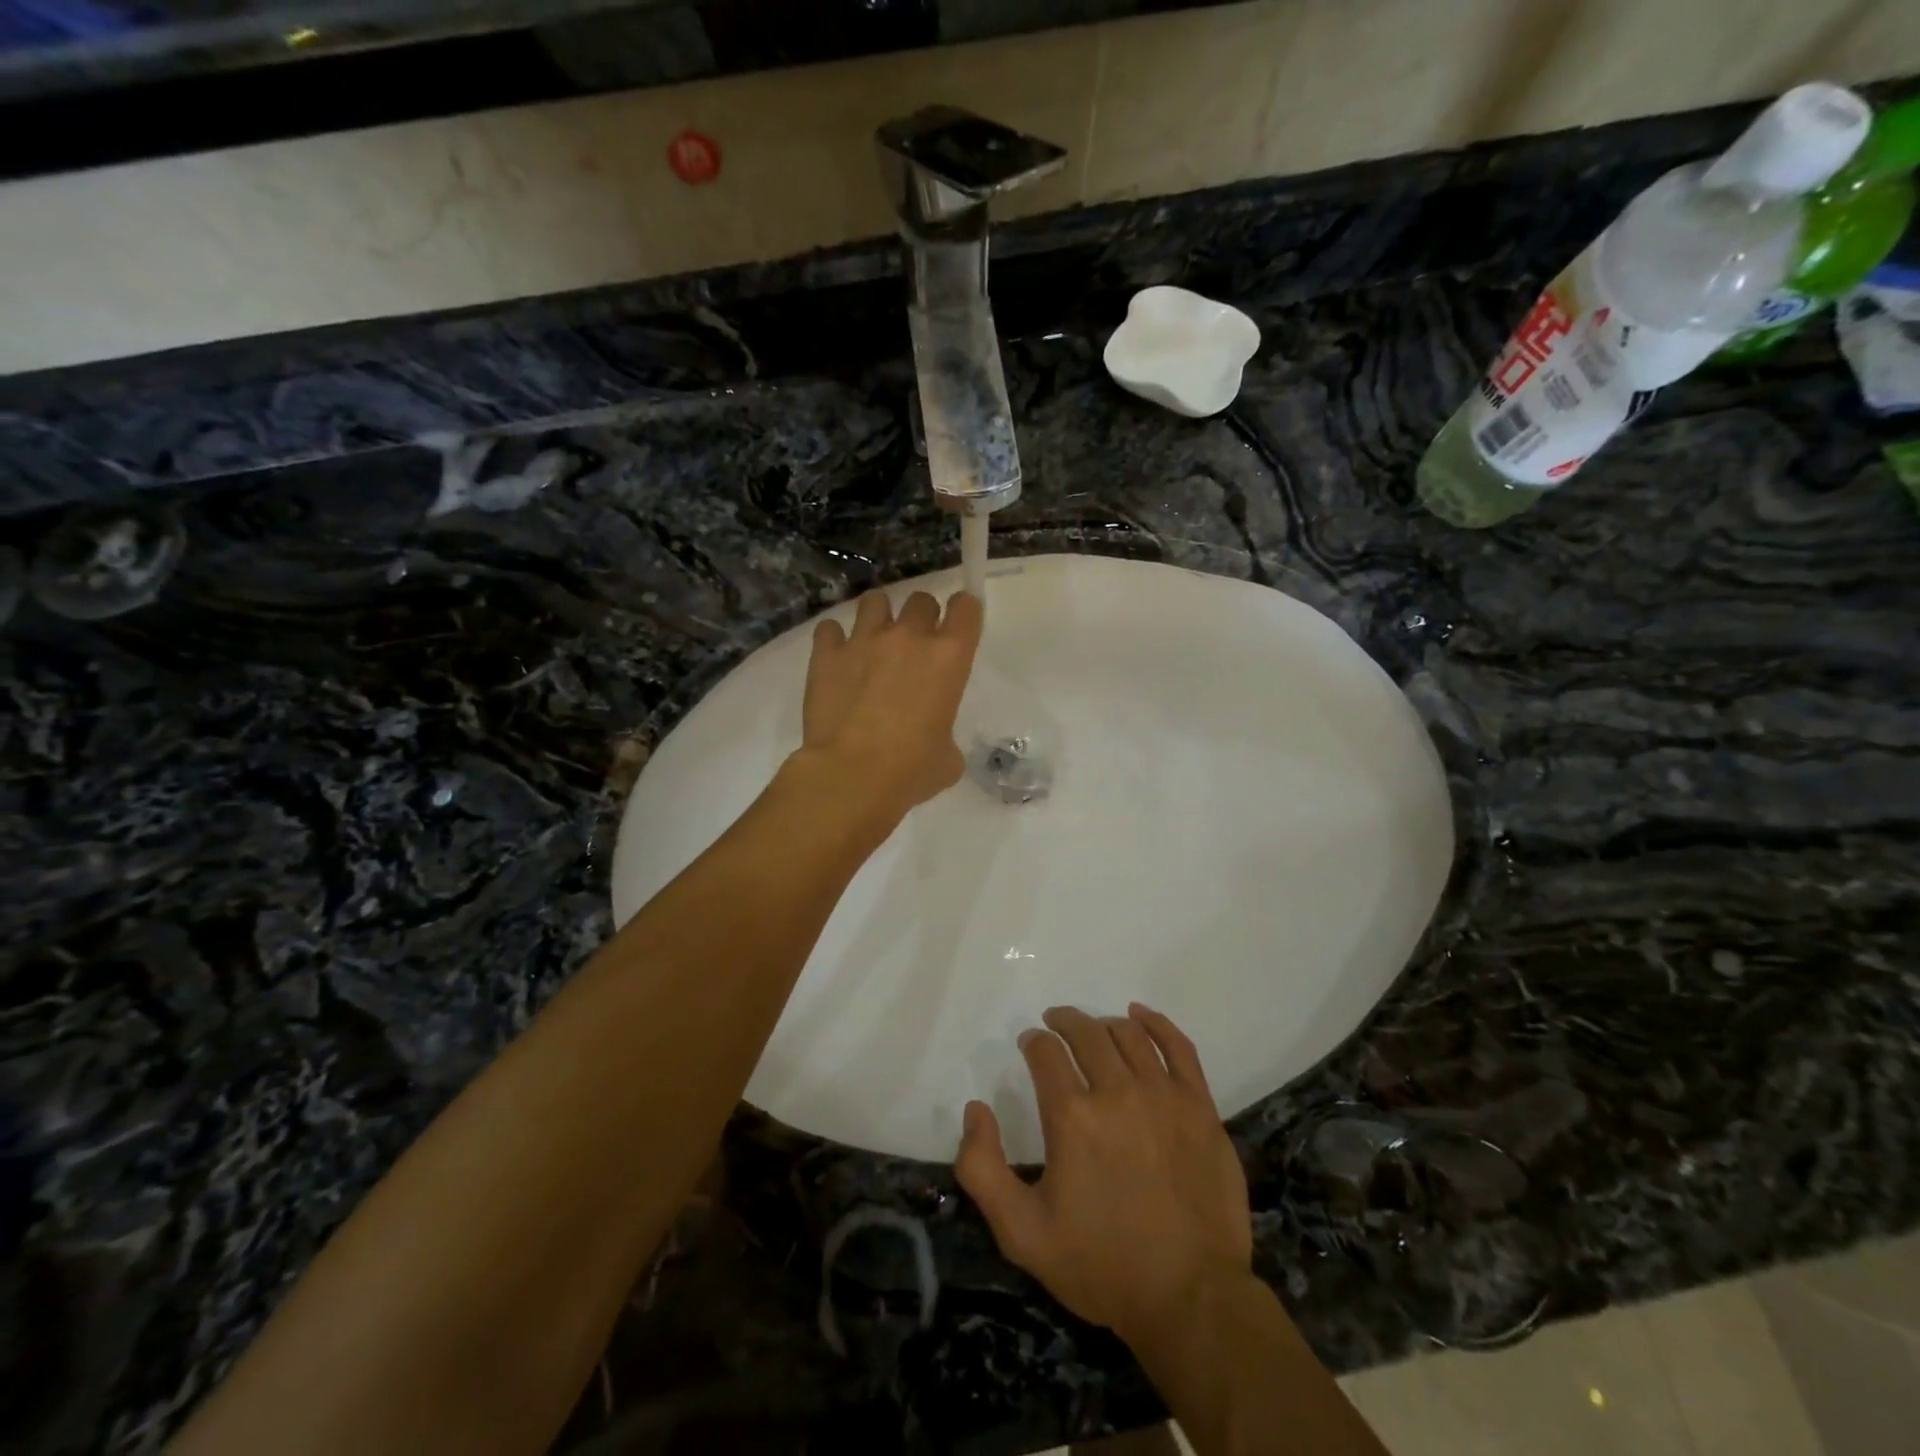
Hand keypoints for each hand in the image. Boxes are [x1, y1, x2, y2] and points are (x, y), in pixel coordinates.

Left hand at [798, 589, 983, 822]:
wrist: (852, 776)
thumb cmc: (912, 770)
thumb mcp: (948, 758)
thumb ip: (946, 736)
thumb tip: (935, 742)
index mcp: (949, 658)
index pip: (966, 608)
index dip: (963, 613)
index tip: (958, 628)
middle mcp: (909, 638)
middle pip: (921, 600)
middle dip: (921, 618)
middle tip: (915, 646)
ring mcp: (864, 640)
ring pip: (875, 601)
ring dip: (879, 617)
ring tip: (874, 643)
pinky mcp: (826, 654)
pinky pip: (830, 628)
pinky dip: (834, 640)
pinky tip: (837, 660)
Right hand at [954, 1004, 1253, 1349]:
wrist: (1191, 1299)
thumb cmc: (1102, 1265)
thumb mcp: (1022, 1232)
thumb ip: (982, 1168)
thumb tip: (975, 1108)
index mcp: (1072, 1117)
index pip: (1046, 1052)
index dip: (1034, 1042)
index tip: (1031, 1046)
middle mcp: (1117, 1092)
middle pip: (1086, 1033)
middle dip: (1064, 1022)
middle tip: (1055, 1025)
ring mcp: (1164, 1096)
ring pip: (1128, 1034)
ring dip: (1103, 1024)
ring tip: (1094, 1030)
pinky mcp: (1200, 1107)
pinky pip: (1178, 1046)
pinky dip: (1156, 1023)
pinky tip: (1141, 1016)